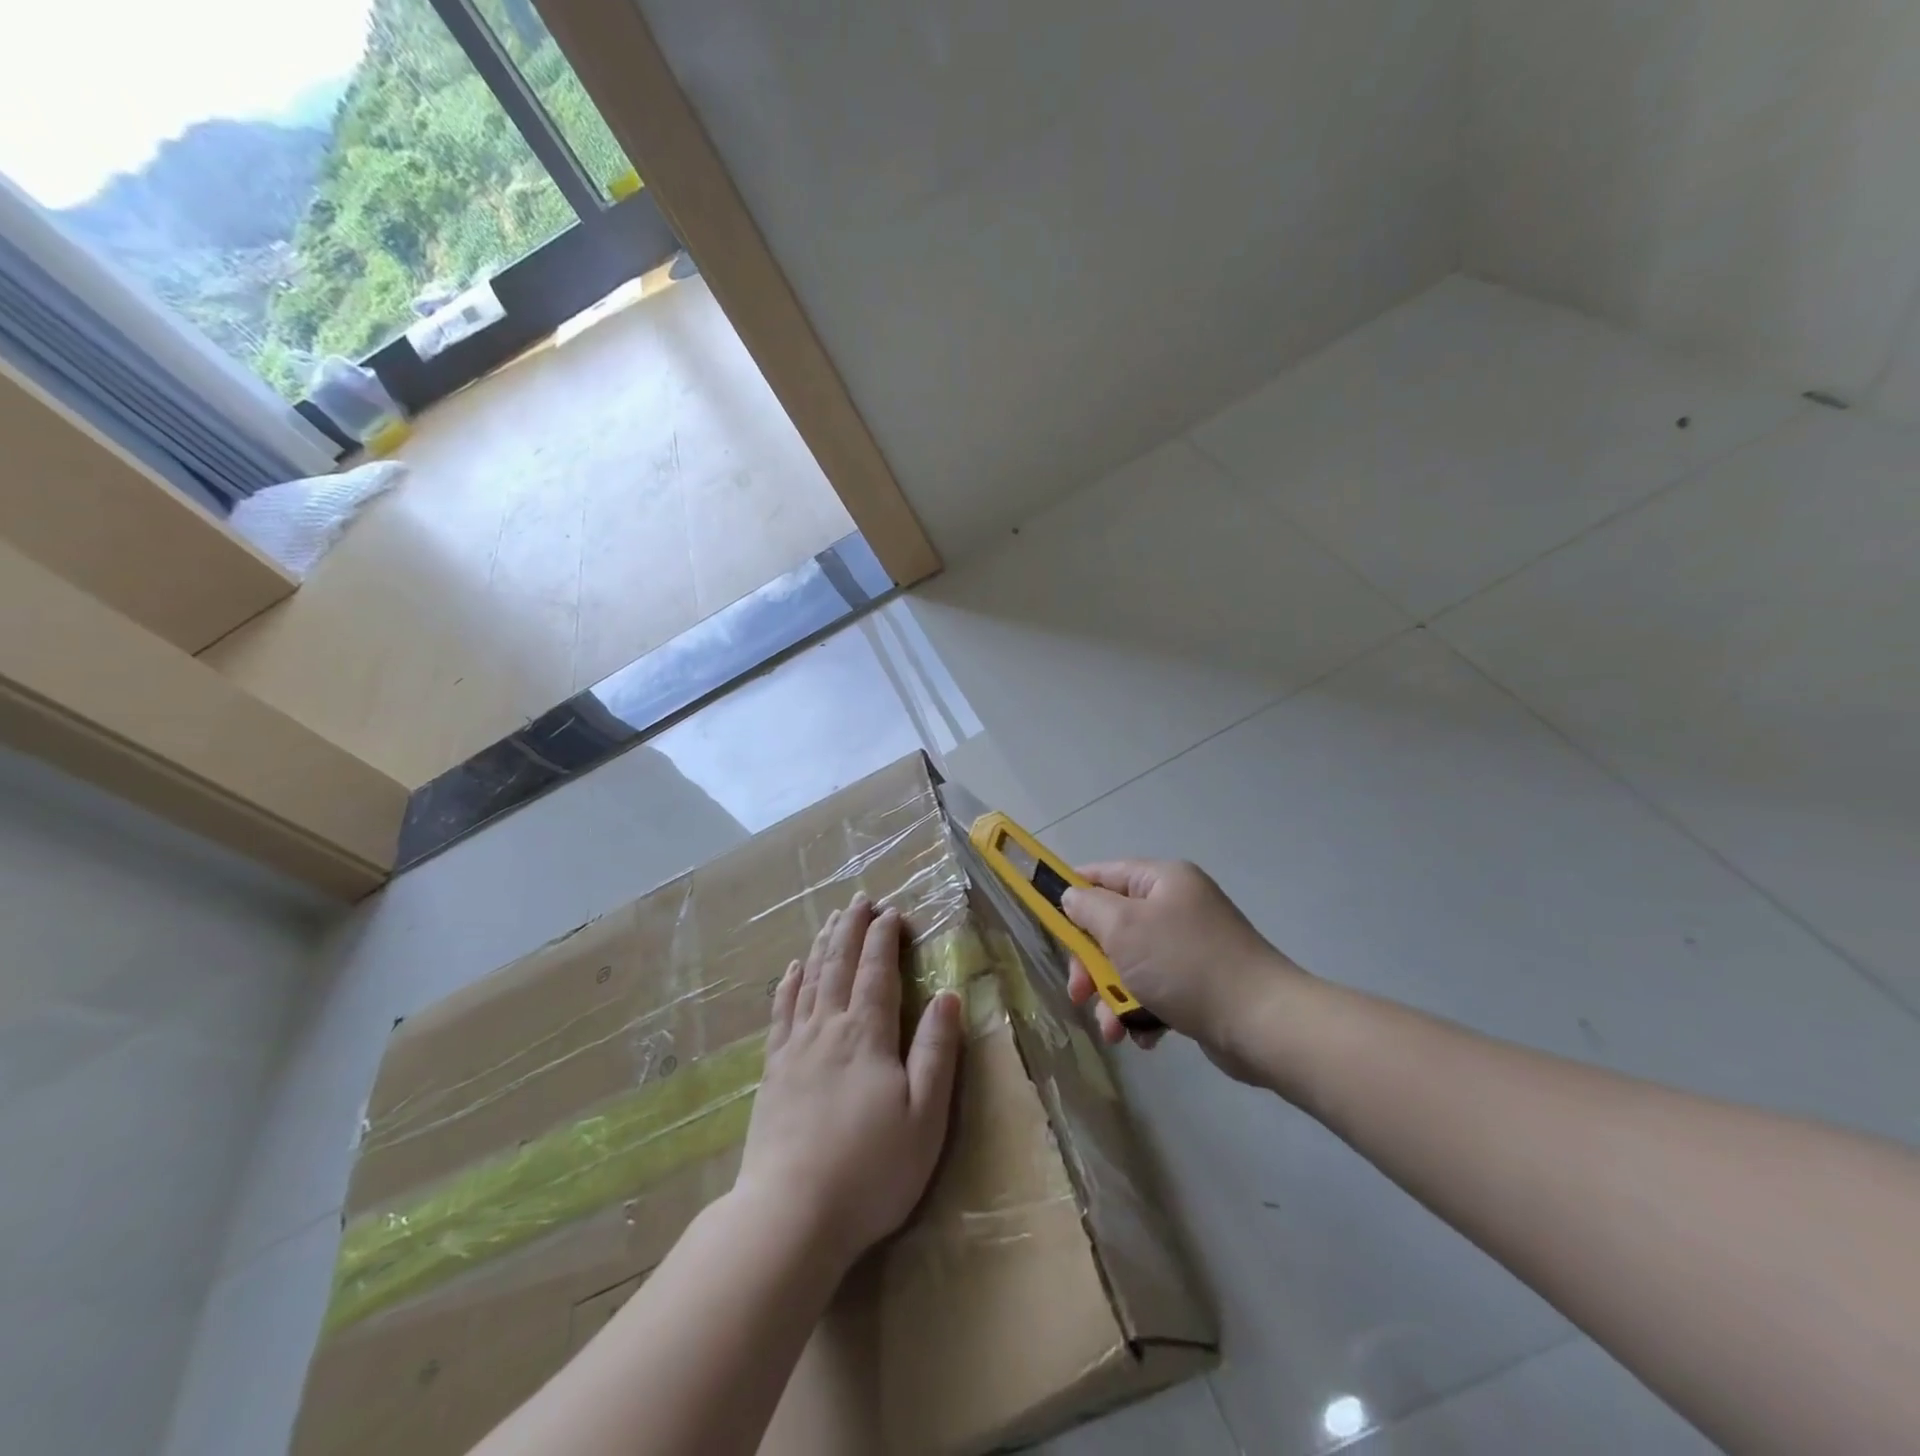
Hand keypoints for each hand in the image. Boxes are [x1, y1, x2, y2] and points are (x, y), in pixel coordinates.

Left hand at [737, 893, 962, 1272]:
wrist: (790, 1215)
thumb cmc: (870, 1169)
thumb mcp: (924, 1115)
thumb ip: (936, 1051)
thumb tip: (947, 994)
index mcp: (867, 1034)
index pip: (877, 971)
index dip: (885, 938)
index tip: (893, 912)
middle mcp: (828, 1028)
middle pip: (840, 965)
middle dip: (853, 928)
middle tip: (861, 900)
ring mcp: (795, 1047)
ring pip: (811, 980)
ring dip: (824, 945)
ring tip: (833, 919)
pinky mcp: (772, 1071)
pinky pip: (781, 1012)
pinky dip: (789, 984)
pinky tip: (792, 969)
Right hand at [1061, 860, 1307, 1081]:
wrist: (1261, 1022)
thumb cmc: (1183, 964)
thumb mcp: (1124, 928)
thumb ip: (1088, 908)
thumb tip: (1073, 897)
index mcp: (1163, 880)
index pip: (1104, 873)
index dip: (1072, 892)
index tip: (1046, 918)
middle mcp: (1178, 905)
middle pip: (1114, 924)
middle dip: (1091, 961)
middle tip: (1079, 991)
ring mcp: (1190, 945)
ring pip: (1131, 962)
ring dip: (1112, 994)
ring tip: (1111, 1028)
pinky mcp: (1200, 983)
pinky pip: (1155, 989)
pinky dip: (1142, 1010)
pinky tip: (1141, 1037)